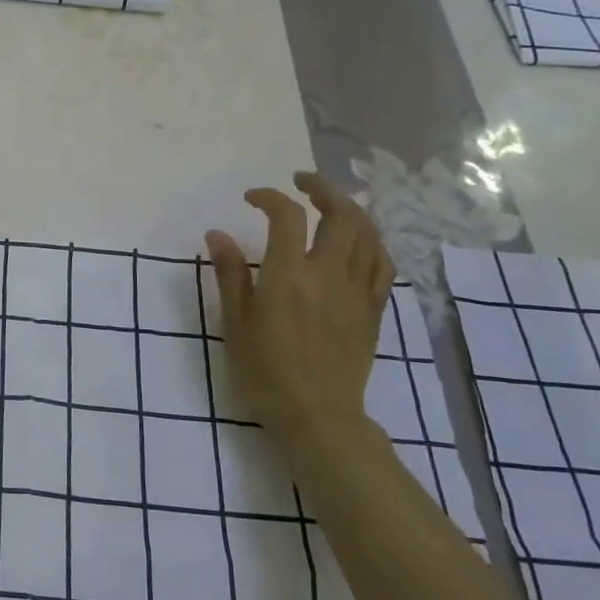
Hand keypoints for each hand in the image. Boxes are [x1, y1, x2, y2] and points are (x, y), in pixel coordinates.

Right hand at [204, 172, 393, 454]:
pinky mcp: (373, 310)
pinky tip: (358, 242)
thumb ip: (229, 274)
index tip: (251, 198)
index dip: (270, 197)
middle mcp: (328, 275)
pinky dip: (371, 242)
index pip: (287, 216)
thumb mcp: (234, 323)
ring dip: (351, 210)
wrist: (317, 416)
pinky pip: (382, 264)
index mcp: (288, 276)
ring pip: (368, 234)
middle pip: (341, 214)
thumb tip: (217, 233)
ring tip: (331, 205)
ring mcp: (356, 291)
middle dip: (323, 188)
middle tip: (301, 183)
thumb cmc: (265, 371)